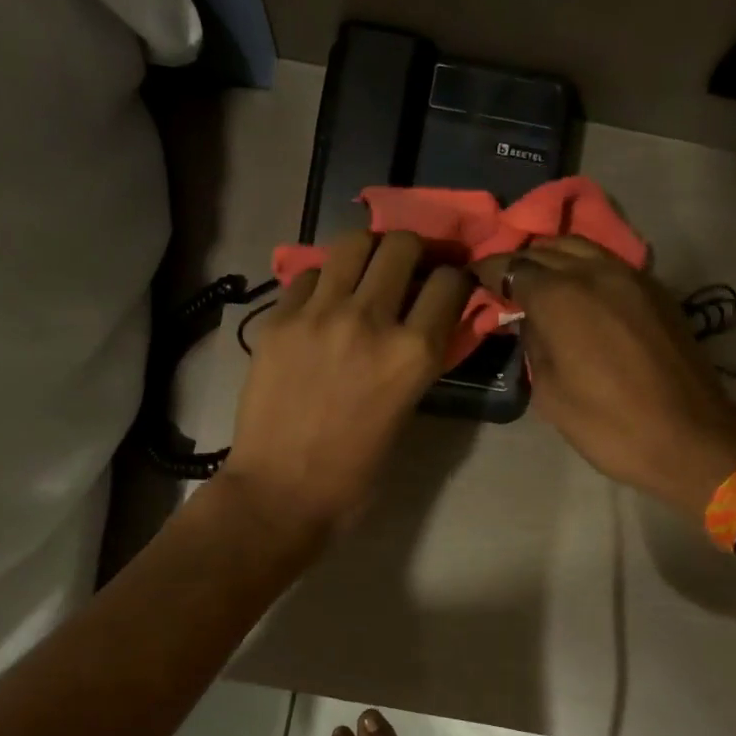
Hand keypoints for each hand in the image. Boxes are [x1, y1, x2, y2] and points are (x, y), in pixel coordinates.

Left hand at [219, 231, 470, 542]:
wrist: (280, 492)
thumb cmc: (354, 472)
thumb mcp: (406, 413)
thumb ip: (420, 360)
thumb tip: (426, 323)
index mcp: (412, 353)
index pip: (450, 282)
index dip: (457, 278)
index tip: (450, 284)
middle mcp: (370, 320)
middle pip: (402, 246)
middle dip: (416, 251)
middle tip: (411, 267)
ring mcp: (319, 314)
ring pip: (353, 243)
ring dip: (369, 251)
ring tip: (367, 270)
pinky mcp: (279, 319)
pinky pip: (308, 274)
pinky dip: (323, 280)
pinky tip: (322, 303)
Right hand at [478, 238, 735, 518]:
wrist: (689, 437)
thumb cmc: (608, 424)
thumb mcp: (550, 393)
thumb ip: (534, 345)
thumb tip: (530, 321)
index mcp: (561, 297)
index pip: (513, 268)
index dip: (490, 272)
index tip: (474, 280)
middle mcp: (595, 272)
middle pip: (547, 249)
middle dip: (520, 261)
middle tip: (504, 283)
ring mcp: (632, 276)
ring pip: (582, 248)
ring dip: (554, 258)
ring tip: (540, 282)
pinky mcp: (657, 291)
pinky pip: (610, 264)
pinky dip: (585, 268)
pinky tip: (580, 292)